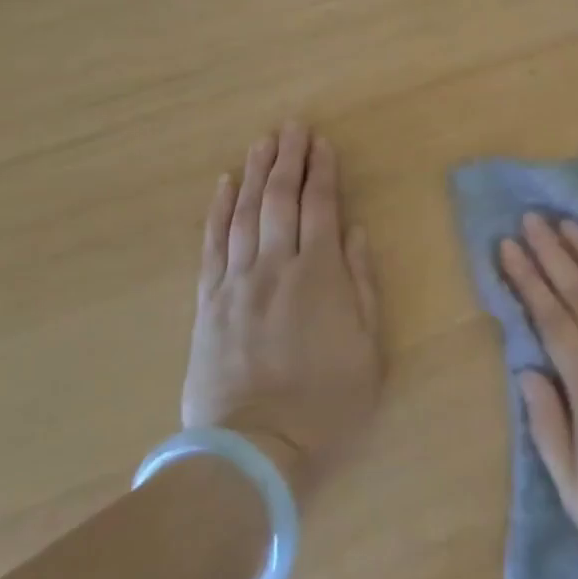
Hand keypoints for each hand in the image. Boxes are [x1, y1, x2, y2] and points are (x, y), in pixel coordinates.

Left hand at [182, 122, 382, 504]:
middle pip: (281, 200)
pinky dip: (218, 210)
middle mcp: (276, 267)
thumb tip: (355, 233)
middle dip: (289, 159)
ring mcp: (237, 282)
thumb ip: (362, 284)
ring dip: (254, 173)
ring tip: (262, 142)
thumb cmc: (327, 404)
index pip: (321, 208)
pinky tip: (223, 185)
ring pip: (244, 213)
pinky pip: (212, 244)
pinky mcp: (208, 302)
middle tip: (293, 127)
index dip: (322, 172)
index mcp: (320, 275)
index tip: (322, 143)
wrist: (255, 451)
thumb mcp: (369, 349)